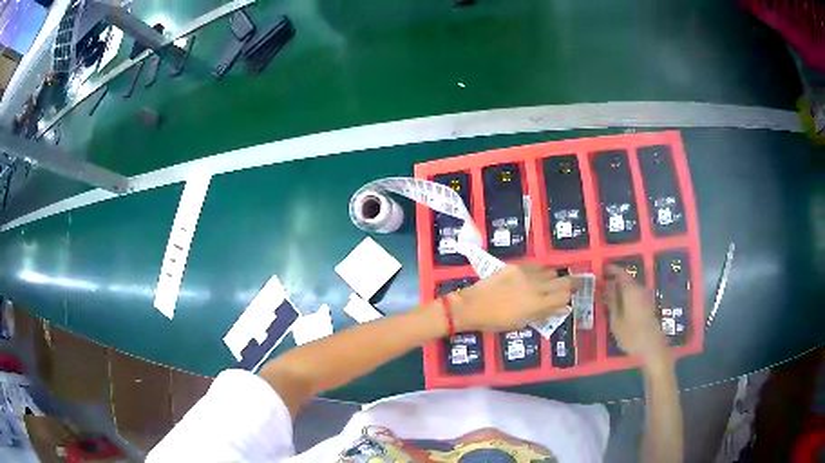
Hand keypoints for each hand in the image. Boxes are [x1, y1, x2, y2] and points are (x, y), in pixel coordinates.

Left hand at [450, 264, 574, 331]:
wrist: (473, 305)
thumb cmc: (496, 321)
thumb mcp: (522, 323)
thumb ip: (543, 314)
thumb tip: (561, 308)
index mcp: (537, 305)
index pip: (564, 297)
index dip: (570, 297)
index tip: (571, 297)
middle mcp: (536, 287)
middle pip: (563, 281)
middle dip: (570, 284)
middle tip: (572, 286)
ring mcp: (526, 274)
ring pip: (551, 271)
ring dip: (553, 278)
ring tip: (549, 284)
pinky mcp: (516, 266)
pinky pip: (536, 266)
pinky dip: (540, 272)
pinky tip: (535, 278)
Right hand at [605, 265, 668, 364]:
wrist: (652, 347)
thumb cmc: (631, 335)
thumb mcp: (616, 321)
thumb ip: (612, 302)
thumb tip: (607, 288)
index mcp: (631, 290)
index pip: (621, 273)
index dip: (611, 269)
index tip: (602, 269)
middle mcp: (640, 290)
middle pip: (626, 279)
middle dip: (614, 280)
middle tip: (601, 285)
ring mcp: (645, 298)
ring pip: (631, 287)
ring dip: (620, 288)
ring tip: (607, 295)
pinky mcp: (647, 306)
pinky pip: (634, 295)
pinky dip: (626, 295)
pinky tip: (618, 305)